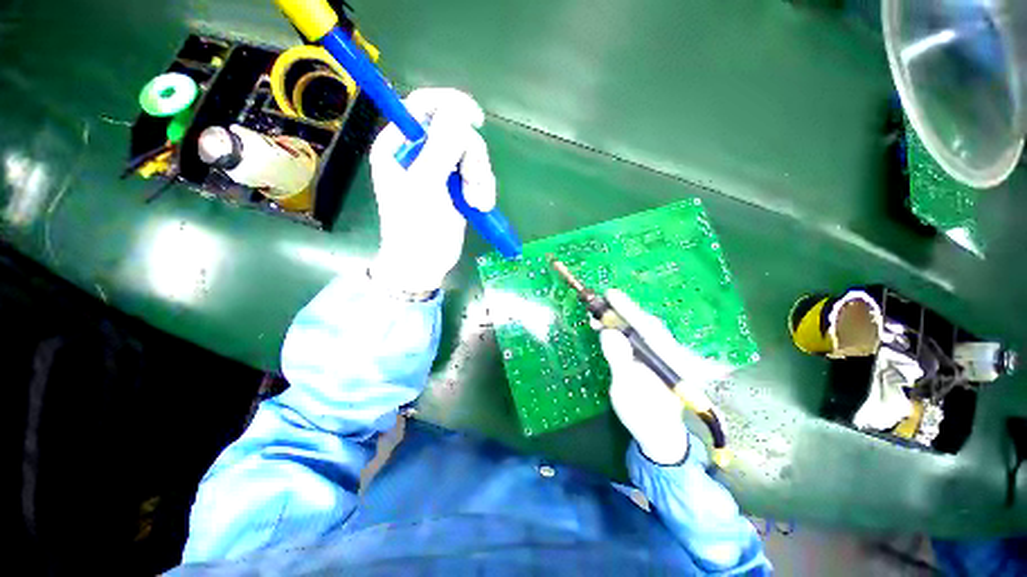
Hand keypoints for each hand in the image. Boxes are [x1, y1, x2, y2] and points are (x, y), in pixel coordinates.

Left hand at [369, 88, 495, 293]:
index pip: (424, 106)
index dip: (451, 104)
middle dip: (471, 158)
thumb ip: (440, 146)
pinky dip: (484, 190)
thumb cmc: (417, 229)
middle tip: (471, 183)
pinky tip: (480, 207)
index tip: (475, 119)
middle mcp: (420, 154)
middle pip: (456, 132)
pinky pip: (478, 176)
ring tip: (476, 203)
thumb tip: (459, 111)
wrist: (424, 264)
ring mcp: (440, 171)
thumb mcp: (426, 186)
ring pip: (472, 156)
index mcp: (400, 145)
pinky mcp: (457, 187)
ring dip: (480, 179)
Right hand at [599, 289, 730, 464]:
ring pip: (641, 330)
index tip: (610, 294)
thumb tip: (608, 332)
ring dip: (620, 321)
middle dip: (621, 313)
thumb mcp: (626, 388)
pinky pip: (638, 338)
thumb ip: (619, 359)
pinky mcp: (655, 358)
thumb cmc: (643, 414)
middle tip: (599, 304)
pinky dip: (623, 331)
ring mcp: (664, 355)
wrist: (657, 435)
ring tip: (598, 318)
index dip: (627, 309)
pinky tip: (609, 330)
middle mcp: (671, 353)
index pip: (647, 327)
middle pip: (646, 325)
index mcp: (671, 360)